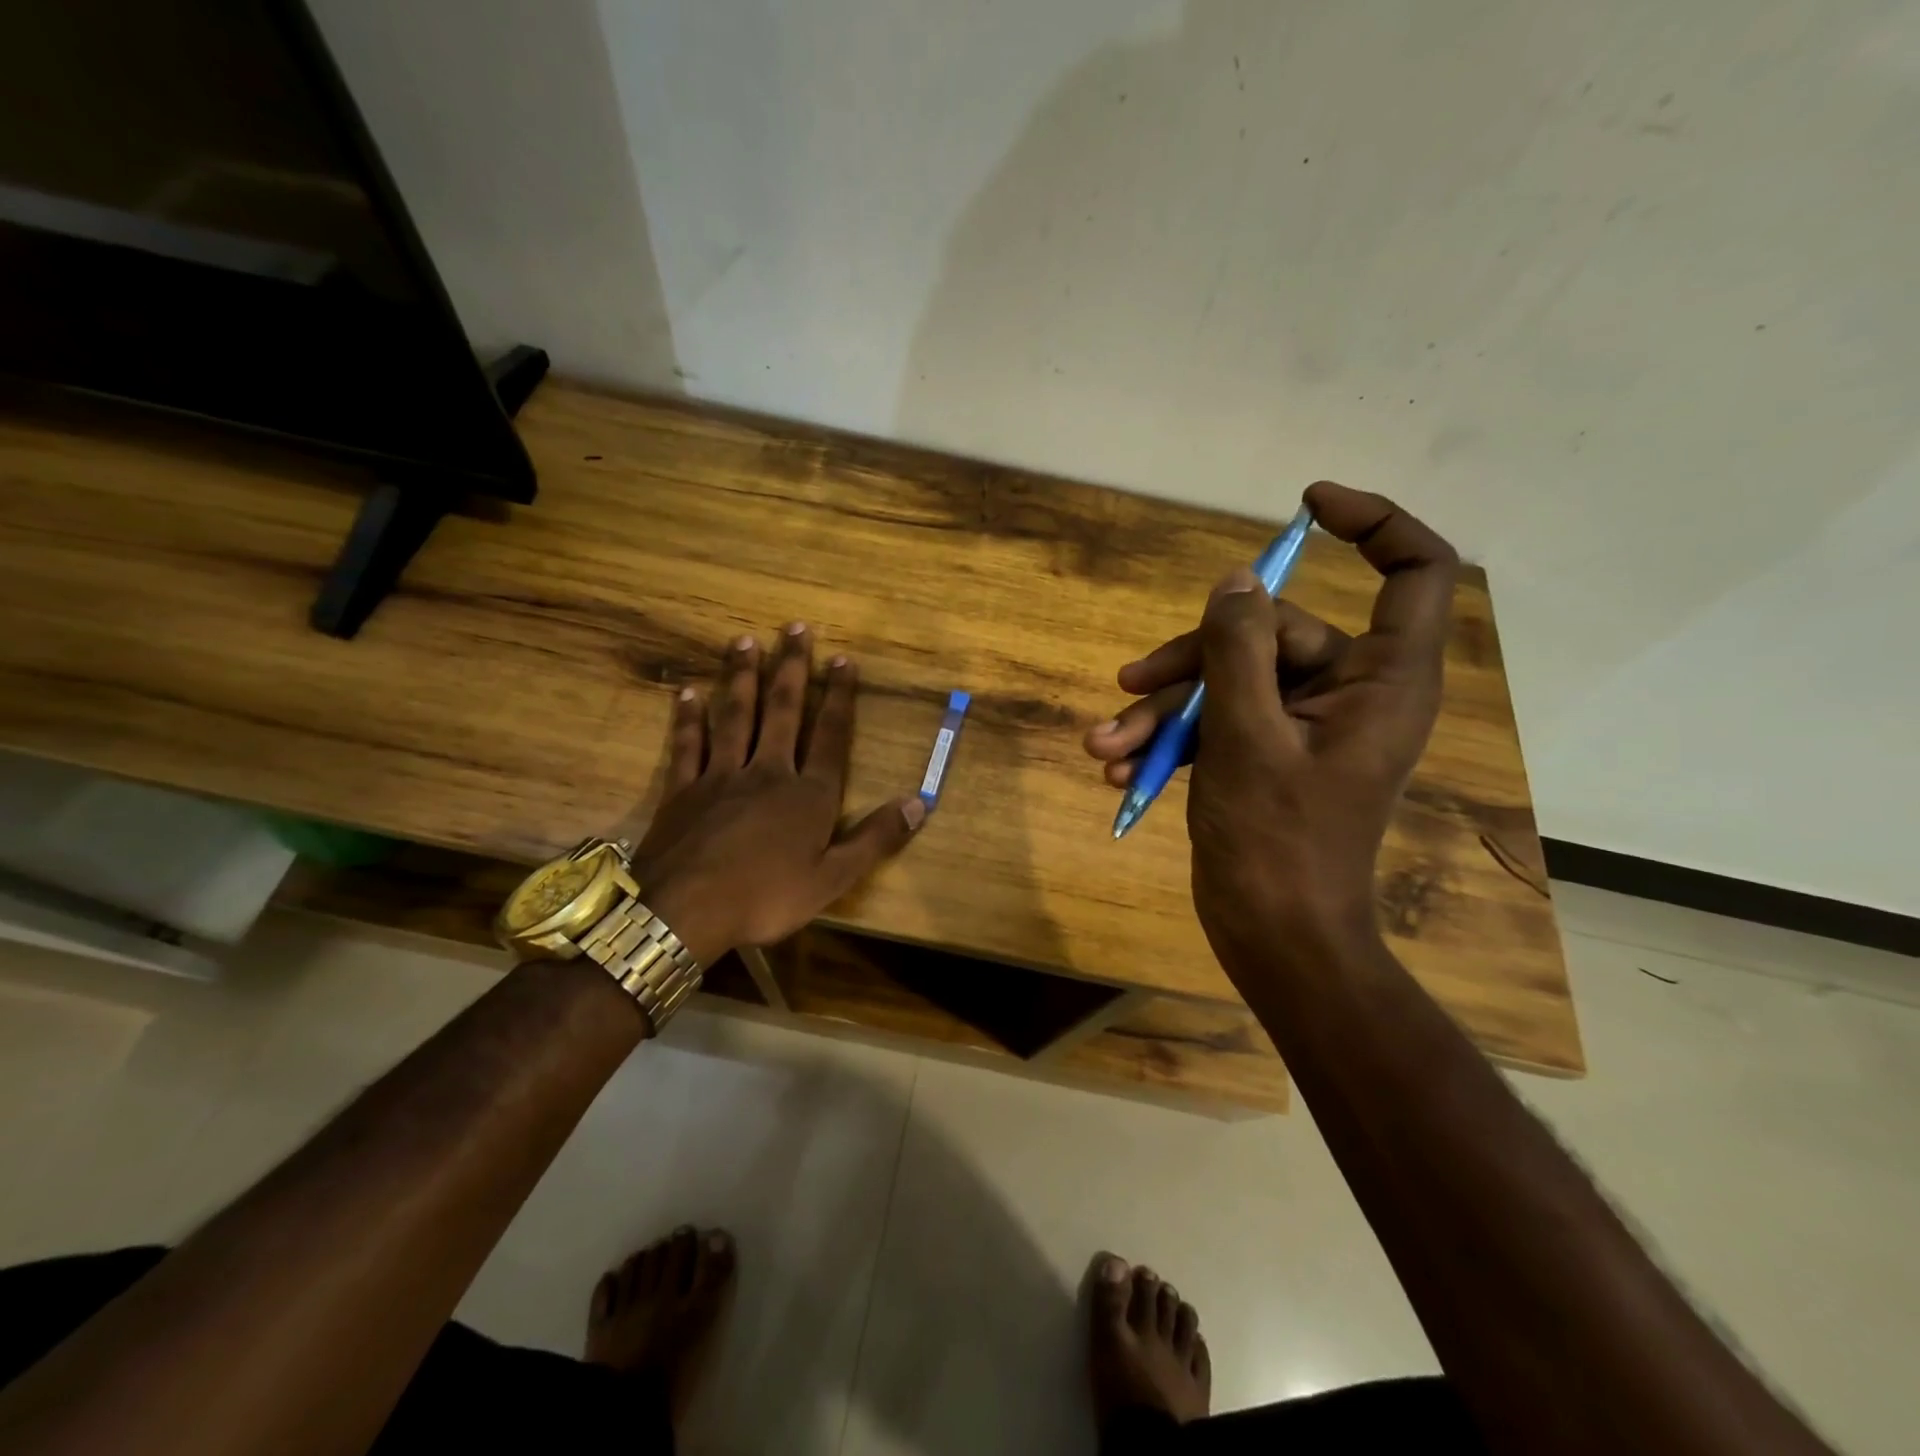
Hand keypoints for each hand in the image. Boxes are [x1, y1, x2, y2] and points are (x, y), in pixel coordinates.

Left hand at [632, 624, 924, 965]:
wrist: (684, 912)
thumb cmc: (765, 898)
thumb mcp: (832, 879)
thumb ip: (875, 839)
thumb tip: (919, 803)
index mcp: (808, 795)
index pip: (830, 736)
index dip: (839, 696)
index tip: (842, 658)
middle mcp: (767, 773)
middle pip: (782, 711)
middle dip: (791, 668)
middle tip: (794, 627)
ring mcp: (721, 777)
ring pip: (735, 716)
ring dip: (742, 678)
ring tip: (745, 641)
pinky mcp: (683, 790)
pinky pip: (688, 745)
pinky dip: (689, 718)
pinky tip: (687, 693)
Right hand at [1083, 482, 1458, 969]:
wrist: (1273, 939)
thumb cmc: (1276, 844)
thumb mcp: (1246, 739)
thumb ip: (1238, 651)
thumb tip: (1234, 582)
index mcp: (1381, 681)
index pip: (1412, 574)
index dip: (1372, 525)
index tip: (1305, 507)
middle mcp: (1349, 692)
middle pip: (1271, 632)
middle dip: (1190, 663)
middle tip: (1128, 689)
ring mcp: (1303, 723)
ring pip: (1230, 678)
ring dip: (1164, 710)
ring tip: (1107, 747)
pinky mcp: (1267, 751)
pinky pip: (1219, 720)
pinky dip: (1172, 739)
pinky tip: (1123, 771)